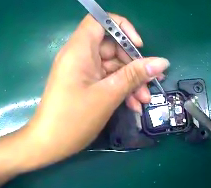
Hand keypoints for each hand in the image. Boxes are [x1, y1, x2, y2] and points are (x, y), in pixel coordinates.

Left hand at [26, 14, 168, 162]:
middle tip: (151, 82)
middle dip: (134, 63)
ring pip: (112, 65)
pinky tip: (134, 105)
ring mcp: (82, 70)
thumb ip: (135, 74)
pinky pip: (107, 78)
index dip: (121, 27)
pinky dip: (121, 88)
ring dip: (131, 80)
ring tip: (144, 100)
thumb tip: (162, 62)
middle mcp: (79, 55)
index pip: (99, 20)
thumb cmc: (73, 119)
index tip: (137, 45)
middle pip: (111, 45)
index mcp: (79, 49)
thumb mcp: (108, 94)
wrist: (47, 144)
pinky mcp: (84, 83)